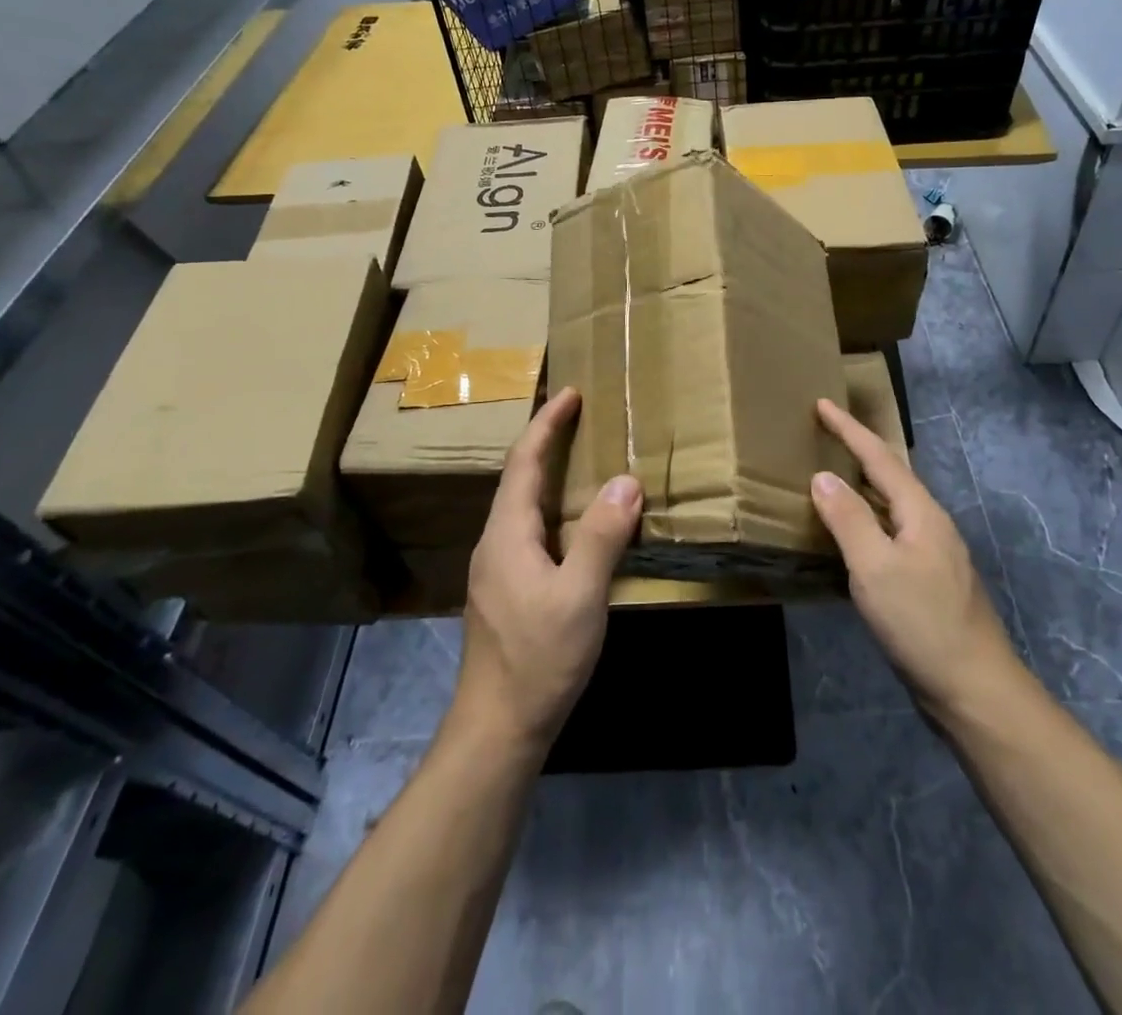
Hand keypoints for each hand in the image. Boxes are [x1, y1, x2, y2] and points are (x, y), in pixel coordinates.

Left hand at [455, 387, 641, 753]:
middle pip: (519, 478)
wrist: (498, 728)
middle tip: (578, 416)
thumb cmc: (538, 658)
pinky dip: (552, 507)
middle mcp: (496, 542)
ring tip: (580, 458)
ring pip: (523, 506)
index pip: (524, 462)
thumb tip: (625, 480)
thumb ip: (602, 536)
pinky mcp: (507, 591)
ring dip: (548, 474)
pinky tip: (574, 522)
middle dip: (546, 441)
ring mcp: (498, 569)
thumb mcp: (581, 595)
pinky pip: (530, 529)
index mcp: (507, 533)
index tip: (570, 393)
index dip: (546, 424)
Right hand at [811, 398, 1019, 719]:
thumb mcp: (875, 568)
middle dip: (858, 452)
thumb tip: (822, 476)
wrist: (975, 689)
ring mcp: (935, 554)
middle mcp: (931, 524)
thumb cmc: (921, 623)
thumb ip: (848, 519)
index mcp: (921, 512)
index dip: (849, 430)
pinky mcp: (930, 581)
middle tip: (825, 435)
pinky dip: (868, 521)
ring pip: (892, 507)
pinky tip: (853, 538)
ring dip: (863, 487)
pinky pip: (892, 534)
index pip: (879, 457)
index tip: (822, 404)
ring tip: (833, 478)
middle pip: (890, 476)